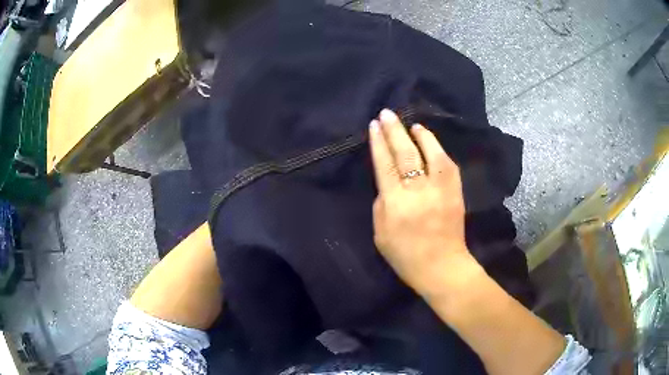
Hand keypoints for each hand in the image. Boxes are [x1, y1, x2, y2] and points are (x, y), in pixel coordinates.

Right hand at [369, 109, 476, 294]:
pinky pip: (447, 163)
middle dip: (395, 131)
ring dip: (419, 135)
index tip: (374, 125)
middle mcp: (417, 190)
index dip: (379, 143)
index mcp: (395, 202)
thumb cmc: (406, 255)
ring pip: (430, 153)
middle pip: (405, 153)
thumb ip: (381, 204)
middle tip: (387, 114)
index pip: (385, 164)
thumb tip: (388, 183)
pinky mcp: (455, 191)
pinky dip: (437, 148)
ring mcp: (440, 189)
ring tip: (411, 123)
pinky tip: (430, 141)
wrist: (442, 266)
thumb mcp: (380, 234)